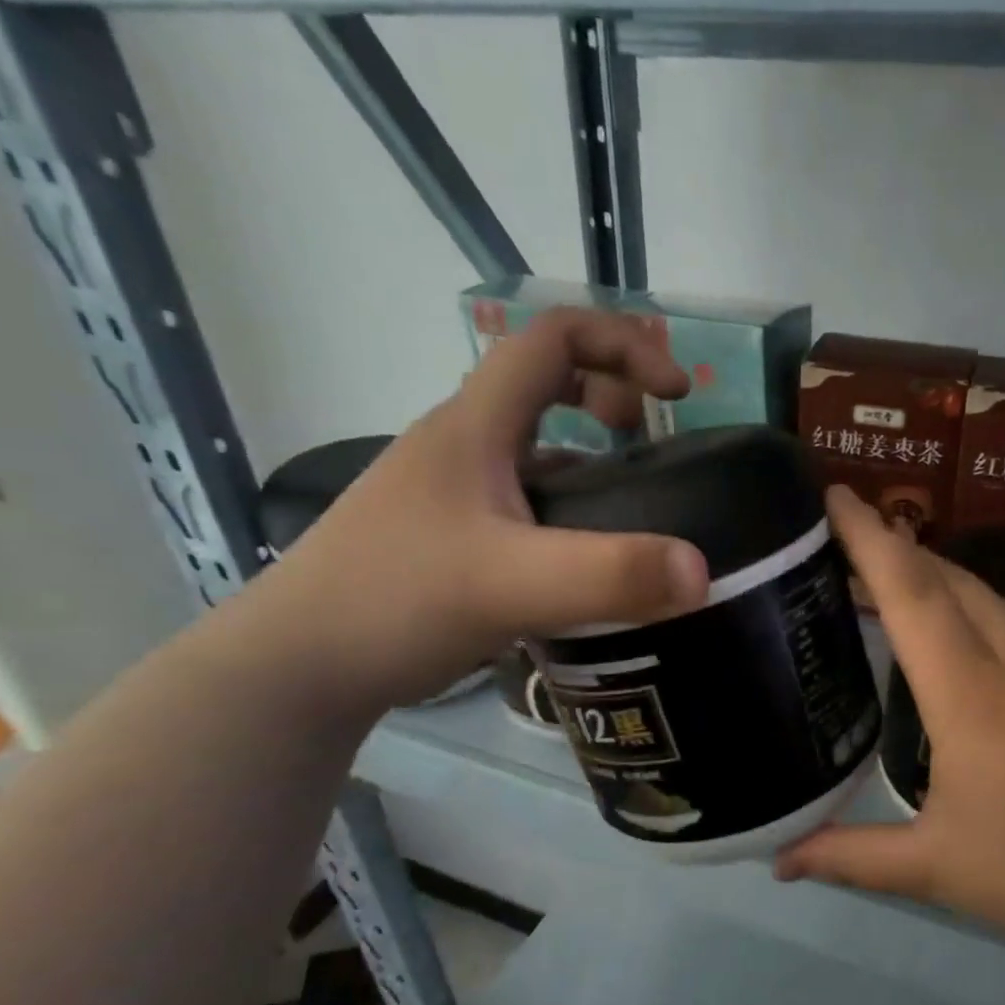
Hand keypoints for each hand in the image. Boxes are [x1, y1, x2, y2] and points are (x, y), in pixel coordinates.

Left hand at [243, 309, 709, 712]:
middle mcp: (464, 445)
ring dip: (591, 457)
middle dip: (612, 395)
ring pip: (535, 448)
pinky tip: (587, 560)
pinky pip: (526, 500)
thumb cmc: (395, 601)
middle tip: (654, 443)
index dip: (623, 345)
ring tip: (635, 505)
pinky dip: (569, 509)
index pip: (552, 337)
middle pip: (545, 383)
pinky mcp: (454, 537)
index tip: (677, 394)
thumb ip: (610, 576)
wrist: (301, 667)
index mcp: (475, 425)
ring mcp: (455, 493)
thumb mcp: (511, 584)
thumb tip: (702, 572)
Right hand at [777, 488, 1004, 982]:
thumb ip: (850, 857)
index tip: (834, 494)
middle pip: (952, 578)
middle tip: (846, 536)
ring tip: (893, 577)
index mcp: (974, 696)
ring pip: (990, 595)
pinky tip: (963, 635)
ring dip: (937, 573)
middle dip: (896, 545)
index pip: (914, 594)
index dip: (870, 538)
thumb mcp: (937, 870)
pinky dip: (974, 605)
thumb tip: (777, 861)